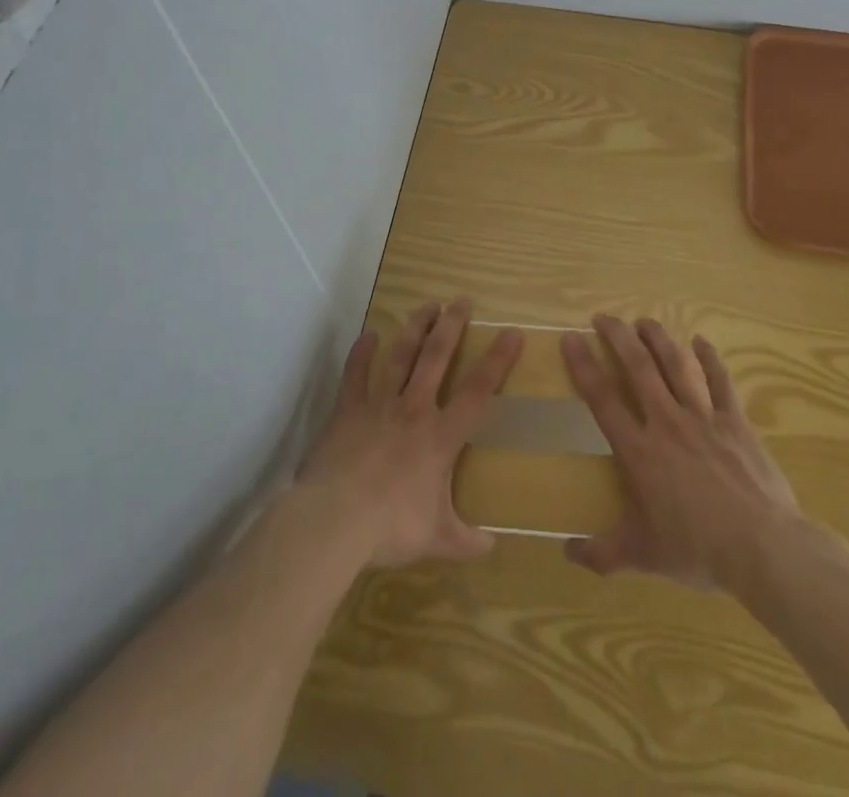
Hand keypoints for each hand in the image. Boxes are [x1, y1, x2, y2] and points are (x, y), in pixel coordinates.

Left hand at [297, 299, 522, 567]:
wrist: (336, 519)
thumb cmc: (392, 526)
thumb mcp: (437, 540)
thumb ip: (465, 541)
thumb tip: (491, 548)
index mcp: (441, 437)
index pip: (478, 391)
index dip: (498, 360)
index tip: (511, 332)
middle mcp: (414, 410)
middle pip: (437, 358)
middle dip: (451, 326)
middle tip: (461, 300)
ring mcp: (378, 405)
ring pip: (401, 356)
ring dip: (415, 329)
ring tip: (426, 305)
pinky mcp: (347, 410)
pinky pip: (355, 374)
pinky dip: (362, 353)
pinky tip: (368, 334)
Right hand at [562, 315, 848, 591]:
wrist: (763, 548)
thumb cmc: (698, 550)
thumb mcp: (643, 556)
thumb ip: (602, 553)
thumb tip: (566, 552)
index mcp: (639, 451)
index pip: (602, 398)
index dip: (583, 365)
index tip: (571, 338)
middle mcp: (666, 422)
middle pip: (638, 367)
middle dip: (618, 337)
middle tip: (604, 317)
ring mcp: (703, 417)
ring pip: (676, 365)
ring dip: (658, 338)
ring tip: (643, 321)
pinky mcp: (735, 421)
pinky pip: (720, 381)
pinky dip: (710, 359)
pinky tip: (701, 341)